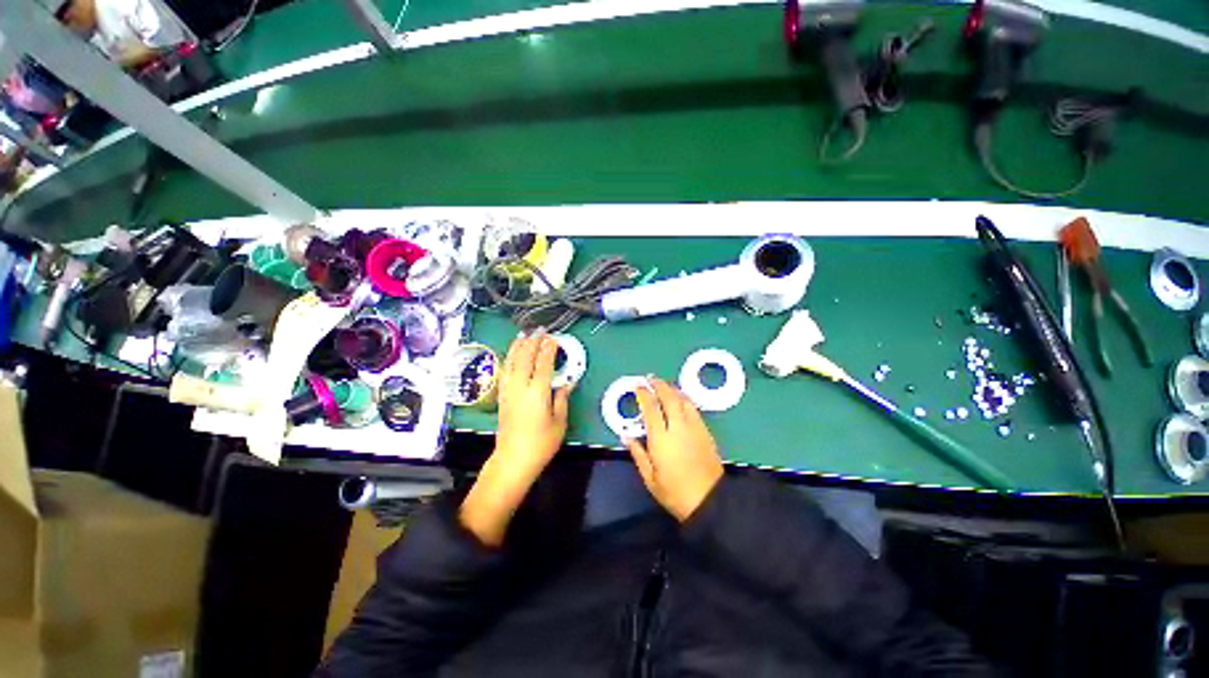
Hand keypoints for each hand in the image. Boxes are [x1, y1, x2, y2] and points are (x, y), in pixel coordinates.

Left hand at [460, 331, 572, 546]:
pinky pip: (505, 371)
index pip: (543, 364)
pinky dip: (510, 358)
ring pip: (512, 362)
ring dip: (518, 346)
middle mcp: (520, 387)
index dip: (548, 349)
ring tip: (524, 334)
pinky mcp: (502, 396)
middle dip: (533, 342)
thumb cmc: (541, 443)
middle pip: (525, 358)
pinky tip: (512, 354)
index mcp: (537, 392)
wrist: (513, 459)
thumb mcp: (559, 422)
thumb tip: (566, 383)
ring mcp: (509, 391)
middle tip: (540, 331)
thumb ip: (562, 398)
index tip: (554, 338)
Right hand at [626, 378, 723, 521]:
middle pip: (668, 397)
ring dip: (672, 389)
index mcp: (661, 438)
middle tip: (650, 379)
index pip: (650, 408)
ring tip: (664, 385)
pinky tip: (680, 399)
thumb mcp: (650, 478)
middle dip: (658, 385)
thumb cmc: (675, 492)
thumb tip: (625, 435)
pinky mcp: (705, 431)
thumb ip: (637, 453)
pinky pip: (693, 408)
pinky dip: (684, 398)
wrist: (710, 500)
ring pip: (683, 399)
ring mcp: (694, 427)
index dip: (643, 394)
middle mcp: (678, 427)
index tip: (637, 386)